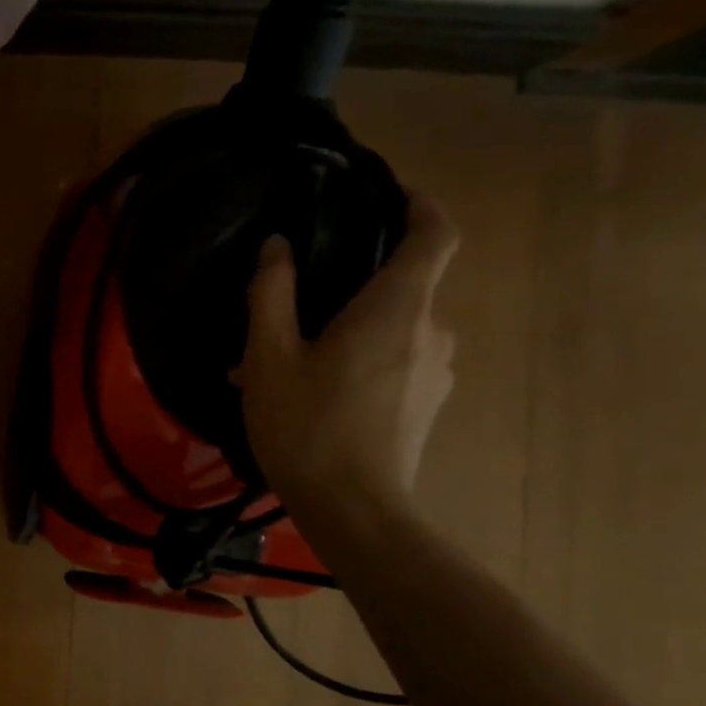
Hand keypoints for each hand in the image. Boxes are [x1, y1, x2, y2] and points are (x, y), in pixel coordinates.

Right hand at [239, 190, 458, 523]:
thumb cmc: (307, 427)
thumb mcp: (269, 356)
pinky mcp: (427, 403)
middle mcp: (431, 331)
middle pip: (405, 283)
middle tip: (296, 302)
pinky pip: (395, 361)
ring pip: (394, 327)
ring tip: (289, 359)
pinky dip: (359, 359)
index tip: (388, 193)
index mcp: (397, 309)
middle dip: (354, 282)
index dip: (418, 204)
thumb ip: (272, 293)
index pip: (435, 234)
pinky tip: (311, 391)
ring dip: (349, 328)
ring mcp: (436, 371)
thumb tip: (277, 247)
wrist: (355, 512)